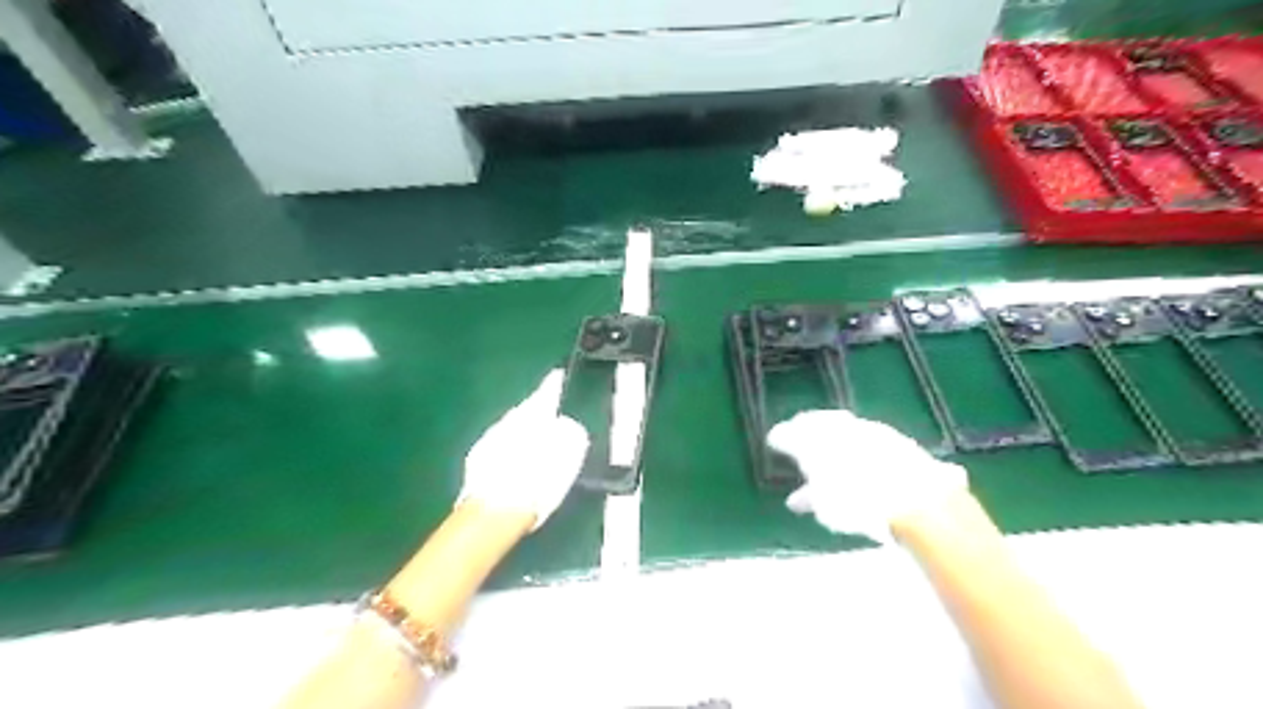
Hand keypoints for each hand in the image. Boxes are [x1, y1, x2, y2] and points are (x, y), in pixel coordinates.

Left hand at [457, 370, 590, 530]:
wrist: (496, 511)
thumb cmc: (539, 482)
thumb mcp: (569, 456)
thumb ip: (570, 434)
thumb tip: (567, 425)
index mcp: (532, 415)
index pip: (546, 392)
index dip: (554, 384)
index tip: (559, 375)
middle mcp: (508, 421)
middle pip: (526, 410)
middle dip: (537, 413)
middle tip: (551, 419)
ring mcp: (488, 439)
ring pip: (510, 427)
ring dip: (522, 432)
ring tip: (536, 444)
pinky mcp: (476, 461)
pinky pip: (498, 446)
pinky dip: (509, 450)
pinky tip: (516, 464)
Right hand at [771, 411, 970, 542]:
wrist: (916, 497)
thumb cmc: (858, 505)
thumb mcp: (826, 508)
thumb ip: (811, 498)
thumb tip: (797, 499)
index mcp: (811, 440)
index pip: (788, 433)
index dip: (779, 437)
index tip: (773, 440)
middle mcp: (836, 427)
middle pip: (815, 422)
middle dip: (805, 427)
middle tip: (798, 433)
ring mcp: (866, 428)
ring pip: (842, 425)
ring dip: (833, 431)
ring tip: (829, 443)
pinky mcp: (894, 436)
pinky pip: (868, 434)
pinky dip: (859, 440)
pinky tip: (861, 451)